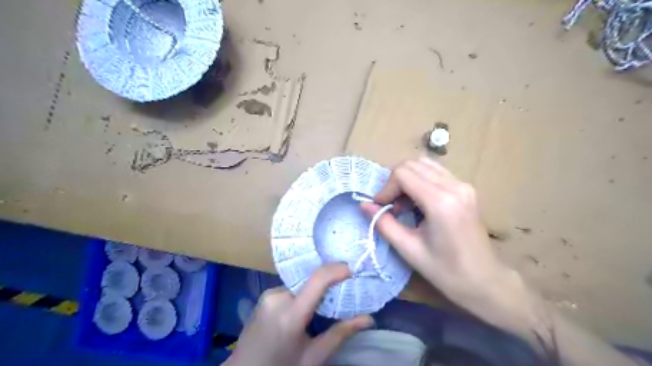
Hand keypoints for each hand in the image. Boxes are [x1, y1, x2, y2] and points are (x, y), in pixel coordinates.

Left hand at [228, 264, 373, 365]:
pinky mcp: (265, 295)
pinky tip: (307, 307)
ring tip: (326, 302)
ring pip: (301, 284)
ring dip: (315, 290)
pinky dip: (303, 293)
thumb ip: (340, 334)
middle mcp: (278, 297)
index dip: (337, 269)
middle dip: (329, 283)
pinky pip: (291, 288)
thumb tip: (368, 318)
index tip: (353, 269)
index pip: (318, 280)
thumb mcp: (313, 356)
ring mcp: (268, 294)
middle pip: (311, 281)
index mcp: (291, 315)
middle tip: (345, 290)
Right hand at [365, 158, 642, 365]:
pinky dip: (420, 180)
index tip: (380, 207)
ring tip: (403, 204)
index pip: (403, 173)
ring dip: (407, 179)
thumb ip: (384, 224)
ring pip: (424, 164)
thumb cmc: (447, 272)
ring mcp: (463, 185)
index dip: (386, 188)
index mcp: (441, 202)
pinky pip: (436, 172)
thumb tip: (363, 206)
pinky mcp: (466, 188)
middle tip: (390, 206)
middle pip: (412, 164)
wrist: (486, 281)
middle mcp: (454, 186)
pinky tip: (418, 202)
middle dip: (394, 182)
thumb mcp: (409, 250)